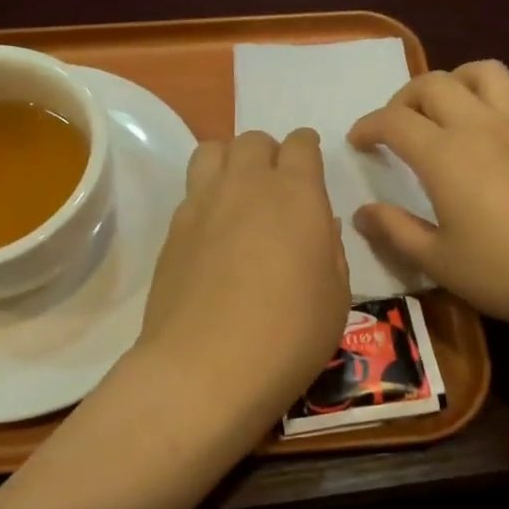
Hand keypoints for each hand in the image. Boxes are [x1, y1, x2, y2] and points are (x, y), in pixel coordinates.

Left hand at [133, 128, 350, 451]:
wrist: (204, 368)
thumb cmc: (288, 336)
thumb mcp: (335, 297)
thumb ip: (330, 250)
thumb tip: (319, 225)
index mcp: (296, 194)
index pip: (301, 143)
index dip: (308, 149)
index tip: (311, 165)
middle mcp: (247, 185)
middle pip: (254, 140)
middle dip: (269, 154)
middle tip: (277, 188)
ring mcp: (202, 203)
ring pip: (213, 150)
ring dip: (230, 161)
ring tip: (238, 194)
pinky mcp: (172, 229)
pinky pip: (191, 191)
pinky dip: (206, 196)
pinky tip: (213, 232)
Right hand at [348, 61, 508, 343]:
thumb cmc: (505, 273)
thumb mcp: (437, 261)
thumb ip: (395, 231)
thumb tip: (362, 214)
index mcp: (444, 155)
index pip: (394, 121)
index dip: (368, 126)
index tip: (357, 143)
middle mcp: (481, 128)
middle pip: (436, 83)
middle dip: (406, 97)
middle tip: (396, 127)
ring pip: (489, 73)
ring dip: (460, 79)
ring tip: (448, 108)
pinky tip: (507, 117)